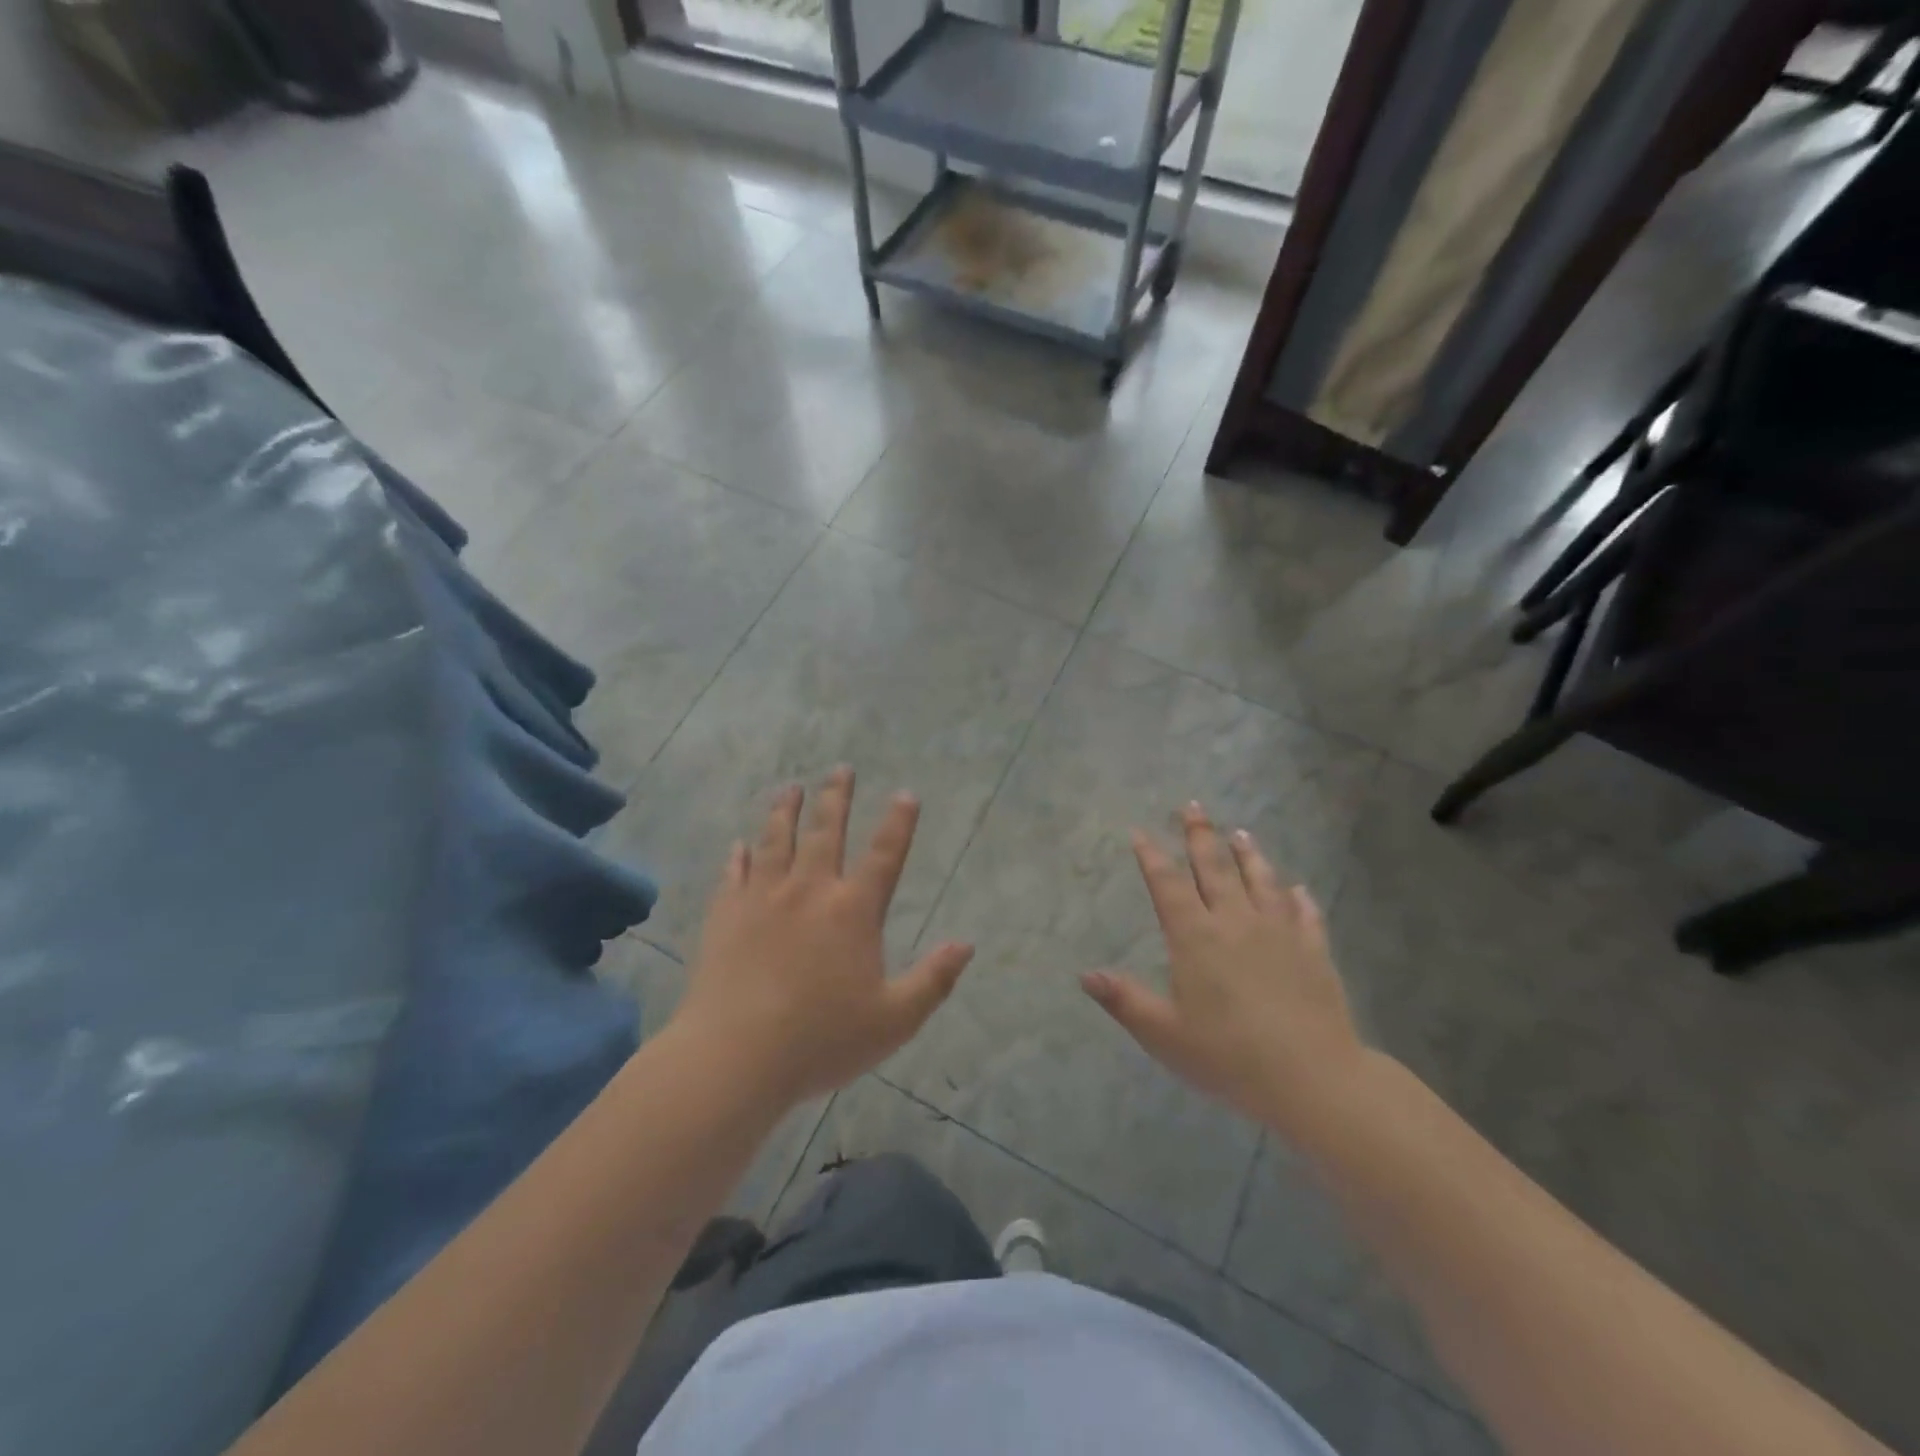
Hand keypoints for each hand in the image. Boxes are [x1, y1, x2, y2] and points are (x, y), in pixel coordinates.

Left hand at [674, 767, 973, 1107]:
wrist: (735, 1057)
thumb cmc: (821, 1039)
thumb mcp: (894, 1020)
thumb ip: (933, 980)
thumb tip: (966, 944)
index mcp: (853, 911)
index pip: (884, 855)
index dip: (898, 823)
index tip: (905, 794)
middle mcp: (809, 891)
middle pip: (825, 831)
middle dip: (836, 798)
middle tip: (841, 769)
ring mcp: (762, 899)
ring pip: (776, 841)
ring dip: (785, 811)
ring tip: (790, 788)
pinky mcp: (725, 916)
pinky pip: (733, 874)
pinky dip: (737, 856)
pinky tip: (737, 845)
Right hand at [1081, 803, 1367, 1135]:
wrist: (1312, 1078)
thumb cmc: (1229, 1056)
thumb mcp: (1164, 1034)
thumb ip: (1125, 1000)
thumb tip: (1085, 975)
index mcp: (1195, 937)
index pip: (1168, 884)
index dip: (1152, 856)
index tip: (1141, 831)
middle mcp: (1235, 922)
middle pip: (1214, 868)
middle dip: (1199, 835)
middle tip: (1193, 806)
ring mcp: (1279, 932)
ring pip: (1261, 880)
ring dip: (1248, 854)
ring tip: (1240, 833)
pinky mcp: (1313, 950)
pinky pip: (1305, 913)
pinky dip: (1298, 897)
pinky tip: (1297, 888)